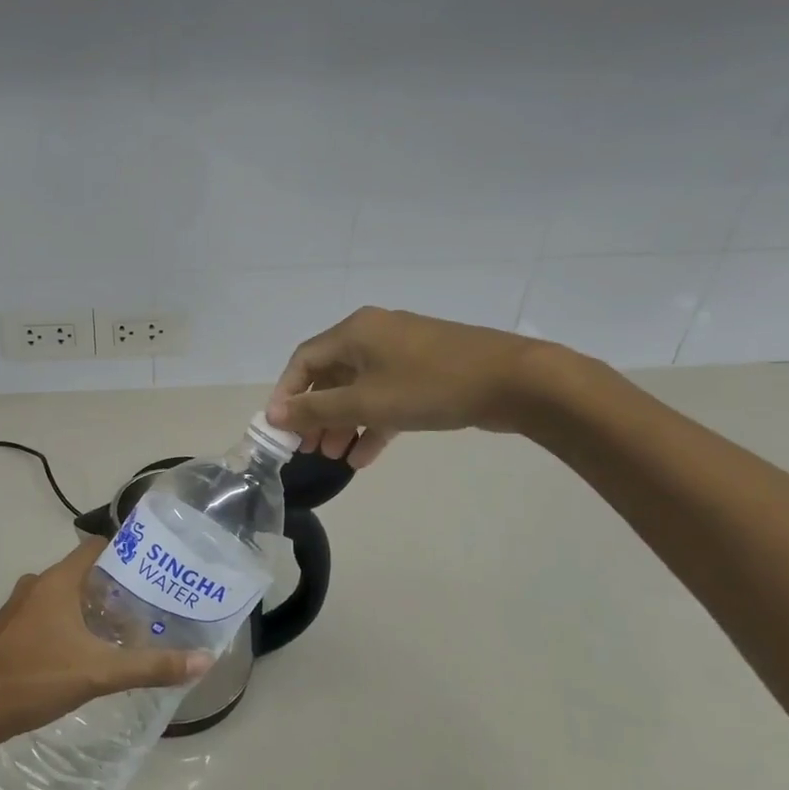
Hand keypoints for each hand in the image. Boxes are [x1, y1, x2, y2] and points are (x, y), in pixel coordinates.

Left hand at [0, 539, 209, 749]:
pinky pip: (47, 615)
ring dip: (92, 608)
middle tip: (148, 604)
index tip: (156, 566)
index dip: (126, 551)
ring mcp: (18, 609)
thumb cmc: (34, 679)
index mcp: (56, 582)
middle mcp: (36, 586)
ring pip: (64, 596)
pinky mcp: (7, 632)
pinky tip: (86, 652)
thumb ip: (150, 667)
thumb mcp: (98, 674)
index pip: (97, 547)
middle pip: (83, 573)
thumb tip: (204, 660)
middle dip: (115, 587)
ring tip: (125, 630)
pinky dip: (70, 624)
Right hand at [266, 307, 561, 467]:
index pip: (303, 360)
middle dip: (316, 414)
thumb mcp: (367, 402)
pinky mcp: (425, 372)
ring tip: (334, 457)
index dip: (286, 394)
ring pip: (359, 389)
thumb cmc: (430, 386)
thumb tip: (274, 415)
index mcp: (354, 332)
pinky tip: (364, 457)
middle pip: (330, 375)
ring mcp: (402, 353)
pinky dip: (373, 423)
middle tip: (308, 448)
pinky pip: (387, 396)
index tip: (280, 429)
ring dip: (344, 423)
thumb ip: (317, 410)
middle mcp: (373, 335)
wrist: (514, 381)